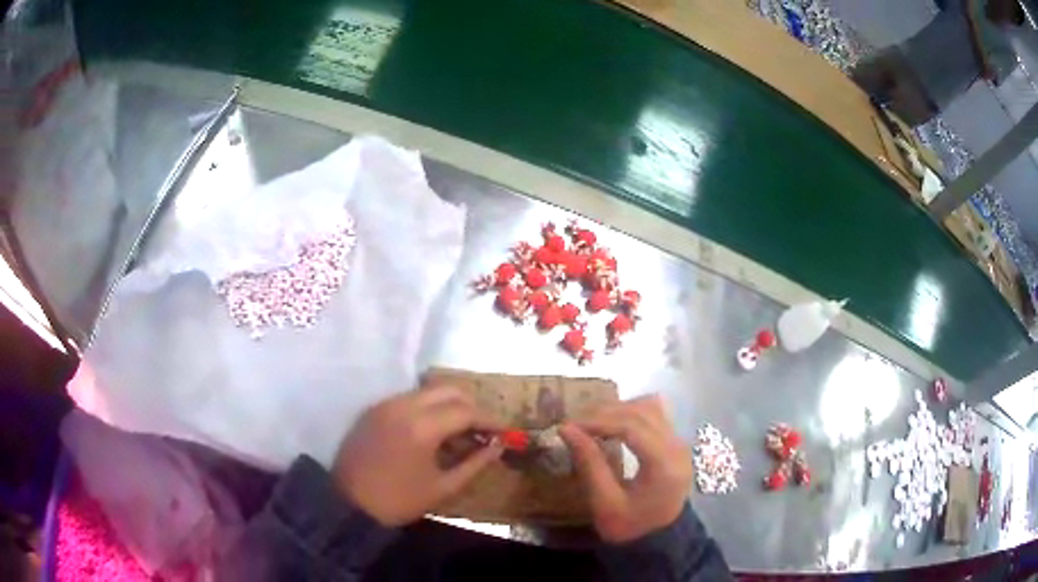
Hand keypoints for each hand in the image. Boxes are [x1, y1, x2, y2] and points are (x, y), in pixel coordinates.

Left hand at [332, 386, 503, 526]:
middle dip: (470, 406)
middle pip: (447, 390)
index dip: (489, 420)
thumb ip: (475, 464)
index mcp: (422, 426)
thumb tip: (498, 447)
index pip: (466, 411)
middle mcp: (403, 405)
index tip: (503, 432)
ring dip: (447, 404)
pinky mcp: (373, 409)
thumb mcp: (443, 488)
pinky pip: (408, 398)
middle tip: (481, 429)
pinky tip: (430, 430)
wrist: (348, 503)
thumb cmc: (399, 500)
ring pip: (426, 391)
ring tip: (457, 431)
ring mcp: (385, 404)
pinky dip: (426, 407)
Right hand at [560, 395, 691, 542]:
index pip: (632, 426)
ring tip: (592, 423)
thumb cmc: (629, 526)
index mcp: (664, 464)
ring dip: (619, 409)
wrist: (657, 541)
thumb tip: (566, 429)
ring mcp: (680, 443)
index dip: (599, 421)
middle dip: (606, 413)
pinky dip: (632, 413)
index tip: (570, 426)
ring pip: (650, 408)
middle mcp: (677, 447)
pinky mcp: (676, 444)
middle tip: (575, 424)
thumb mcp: (605, 503)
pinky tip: (614, 424)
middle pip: (642, 412)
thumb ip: (589, 464)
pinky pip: (656, 415)